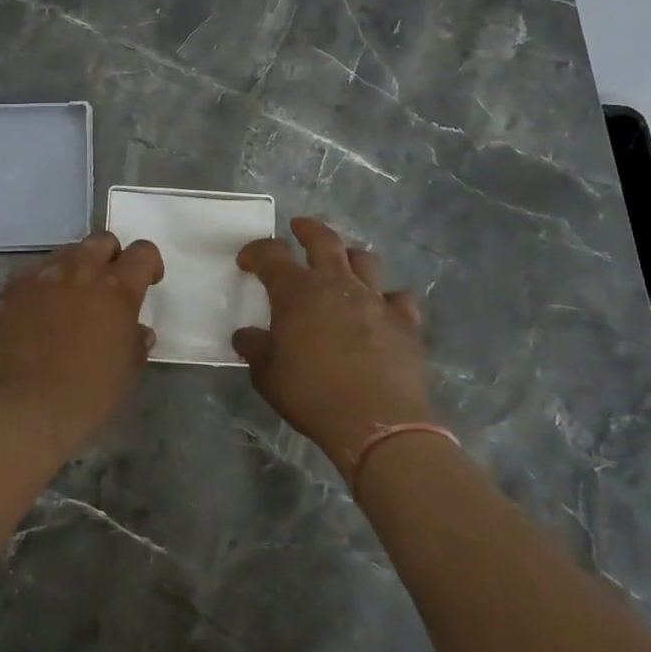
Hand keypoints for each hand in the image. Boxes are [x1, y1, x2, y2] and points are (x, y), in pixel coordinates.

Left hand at [0, 231, 163, 450]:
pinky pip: (36, 272)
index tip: (148, 283)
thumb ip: (136, 340)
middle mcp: (82, 270)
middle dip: (111, 257)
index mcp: (118, 287)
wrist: (26, 407)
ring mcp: (44, 275)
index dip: (149, 264)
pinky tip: (41, 312)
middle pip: (103, 240)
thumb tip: (136, 329)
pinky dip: (45, 284)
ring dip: (77, 268)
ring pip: (67, 252)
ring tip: (72, 298)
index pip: (143, 252)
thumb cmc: (89, 394)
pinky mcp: (14, 287)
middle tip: (108, 286)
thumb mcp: (129, 370)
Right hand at [233, 217, 432, 469]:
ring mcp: (375, 300)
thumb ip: (255, 349)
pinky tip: (383, 310)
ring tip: (343, 265)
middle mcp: (337, 285)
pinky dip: (388, 299)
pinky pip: (398, 298)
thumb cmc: (312, 396)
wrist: (376, 423)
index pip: (272, 255)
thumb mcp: (268, 376)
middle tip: (298, 227)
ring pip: (365, 260)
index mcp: (298, 293)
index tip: (247, 260)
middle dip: (308, 229)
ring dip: (350, 257)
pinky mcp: (404, 321)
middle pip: (324, 240)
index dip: (257, 251)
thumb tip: (246, 336)